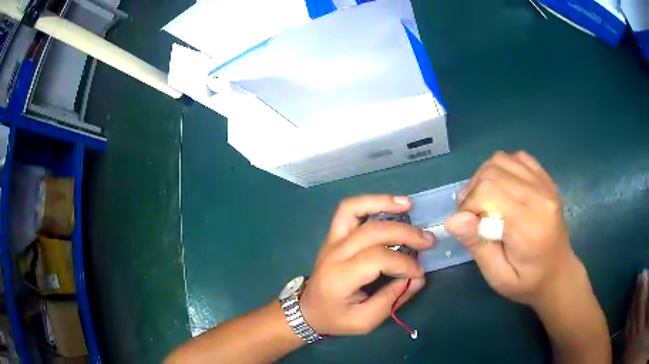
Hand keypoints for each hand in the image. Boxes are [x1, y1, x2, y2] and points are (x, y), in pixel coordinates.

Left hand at [300, 195, 433, 335]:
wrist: (308, 310)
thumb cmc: (336, 318)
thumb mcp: (365, 321)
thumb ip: (392, 300)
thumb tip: (418, 277)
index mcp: (340, 278)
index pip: (377, 259)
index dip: (404, 263)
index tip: (419, 273)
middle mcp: (334, 253)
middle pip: (372, 232)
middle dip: (405, 234)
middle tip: (428, 241)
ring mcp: (332, 240)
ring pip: (354, 209)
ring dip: (383, 203)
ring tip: (409, 205)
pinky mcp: (334, 235)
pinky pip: (349, 209)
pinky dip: (370, 202)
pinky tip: (391, 203)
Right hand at [445, 151, 580, 306]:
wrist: (558, 272)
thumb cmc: (527, 282)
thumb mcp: (498, 278)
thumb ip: (478, 247)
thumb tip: (454, 219)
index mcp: (529, 225)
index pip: (489, 193)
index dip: (468, 206)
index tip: (465, 227)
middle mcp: (540, 196)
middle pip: (493, 172)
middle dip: (472, 191)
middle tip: (471, 216)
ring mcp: (545, 184)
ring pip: (502, 160)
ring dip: (484, 178)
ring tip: (484, 202)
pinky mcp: (546, 179)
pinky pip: (517, 158)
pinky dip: (502, 168)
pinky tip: (502, 189)